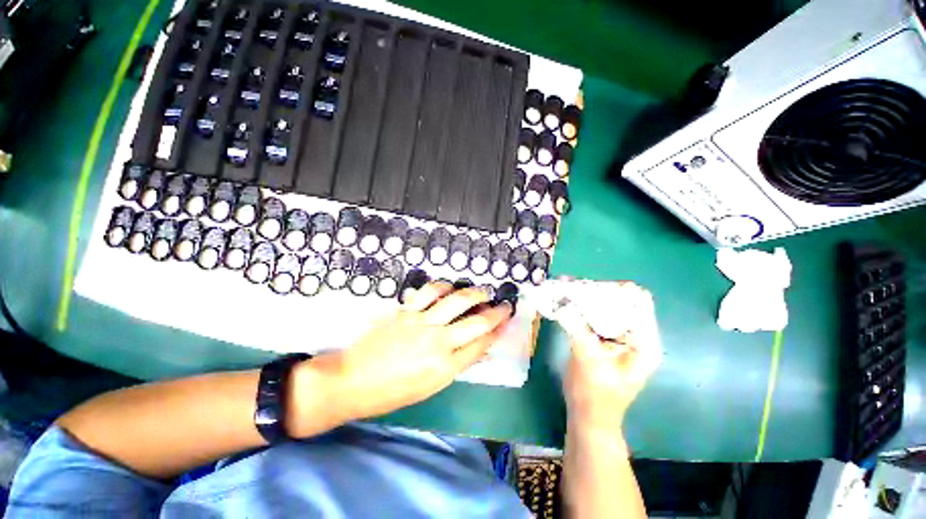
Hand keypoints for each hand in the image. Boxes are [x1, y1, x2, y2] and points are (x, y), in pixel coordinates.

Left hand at [288, 282, 512, 435]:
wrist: (352, 381)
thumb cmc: (392, 392)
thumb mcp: (430, 386)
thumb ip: (457, 365)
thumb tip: (479, 351)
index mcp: (445, 367)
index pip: (481, 344)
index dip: (498, 331)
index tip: (506, 322)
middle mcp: (438, 342)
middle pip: (477, 322)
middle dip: (496, 312)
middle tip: (504, 305)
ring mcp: (422, 322)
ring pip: (457, 301)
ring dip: (474, 293)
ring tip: (482, 292)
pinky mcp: (406, 311)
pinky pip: (429, 291)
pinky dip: (444, 286)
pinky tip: (450, 287)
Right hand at [563, 282, 660, 432]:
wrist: (587, 416)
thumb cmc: (594, 395)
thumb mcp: (587, 360)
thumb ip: (578, 328)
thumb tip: (563, 301)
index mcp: (643, 341)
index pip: (638, 302)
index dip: (614, 290)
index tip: (587, 286)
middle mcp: (635, 334)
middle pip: (621, 301)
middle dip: (596, 291)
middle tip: (570, 284)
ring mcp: (619, 336)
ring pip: (606, 306)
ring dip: (585, 297)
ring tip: (564, 286)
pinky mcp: (603, 338)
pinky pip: (594, 315)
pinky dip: (579, 306)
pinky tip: (563, 300)